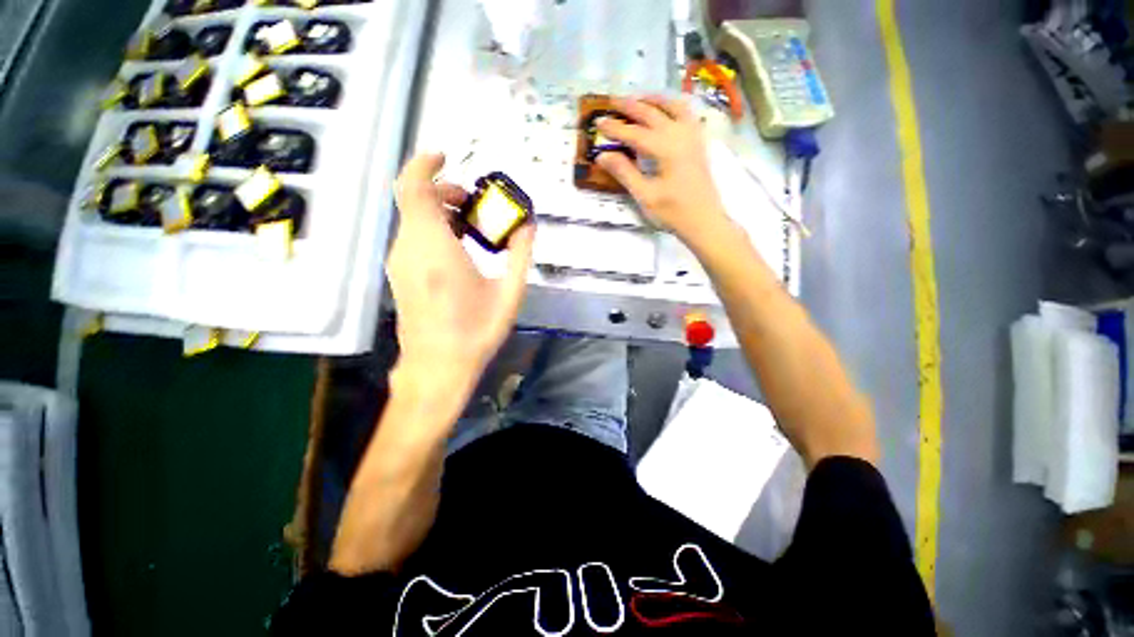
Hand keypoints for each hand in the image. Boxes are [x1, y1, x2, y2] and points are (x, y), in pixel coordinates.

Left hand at [388, 153, 535, 398]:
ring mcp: (400, 262)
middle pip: (417, 201)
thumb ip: (521, 254)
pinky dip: (436, 230)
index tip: (447, 156)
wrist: (438, 367)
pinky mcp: (400, 275)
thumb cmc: (476, 331)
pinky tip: (460, 251)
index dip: (426, 164)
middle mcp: (409, 248)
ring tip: (474, 229)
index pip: (414, 188)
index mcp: (435, 248)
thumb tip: (528, 225)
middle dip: (447, 193)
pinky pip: (414, 238)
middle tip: (477, 206)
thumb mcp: (510, 292)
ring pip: (415, 219)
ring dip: (443, 212)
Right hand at [595, 96, 730, 243]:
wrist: (704, 221)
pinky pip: (686, 113)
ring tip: (638, 100)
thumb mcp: (645, 195)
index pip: (634, 132)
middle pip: (652, 112)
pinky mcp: (699, 142)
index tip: (598, 122)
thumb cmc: (673, 212)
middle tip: (612, 101)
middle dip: (630, 106)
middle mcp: (680, 134)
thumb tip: (603, 156)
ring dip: (653, 100)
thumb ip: (624, 173)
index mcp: (665, 148)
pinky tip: (665, 111)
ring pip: (672, 106)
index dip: (614, 127)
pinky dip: (672, 106)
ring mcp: (692, 136)